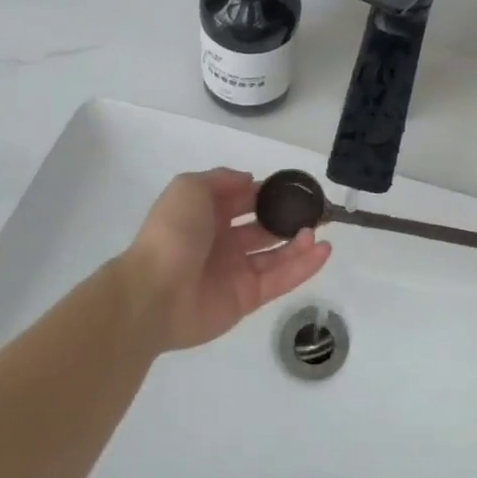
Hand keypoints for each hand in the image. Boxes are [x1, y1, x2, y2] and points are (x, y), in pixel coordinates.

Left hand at [121, 169, 330, 352]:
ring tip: (320, 231)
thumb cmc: (173, 233)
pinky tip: (323, 251)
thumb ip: (221, 179)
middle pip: (263, 227)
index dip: (267, 192)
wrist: (153, 292)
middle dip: (288, 218)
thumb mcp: (189, 187)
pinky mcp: (247, 298)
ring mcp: (236, 272)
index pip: (244, 200)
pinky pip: (280, 279)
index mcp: (207, 215)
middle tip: (316, 210)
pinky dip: (303, 266)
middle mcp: (223, 242)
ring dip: (300, 242)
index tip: (293, 187)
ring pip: (276, 254)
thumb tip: (250, 181)